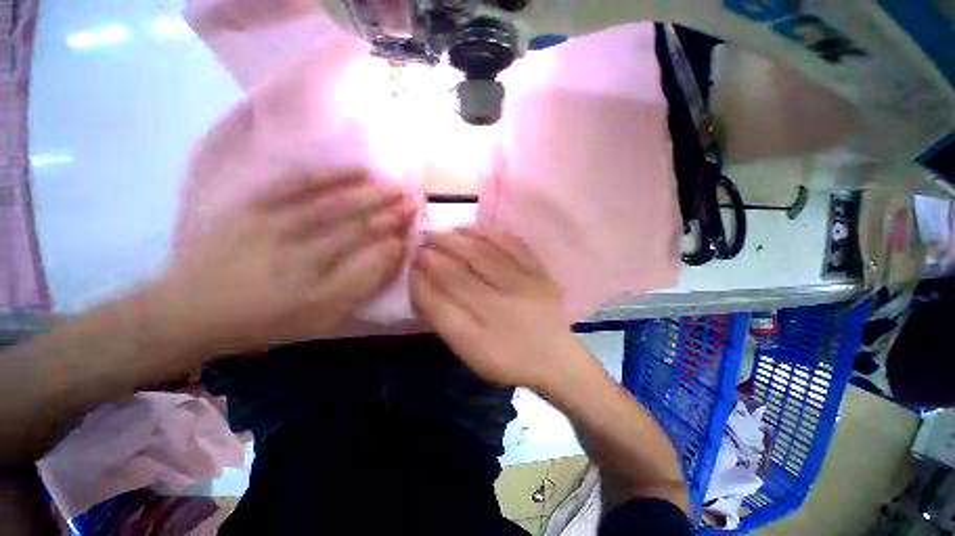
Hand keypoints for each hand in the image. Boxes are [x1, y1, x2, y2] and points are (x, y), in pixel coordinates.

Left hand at [154, 171, 414, 352]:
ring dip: (373, 195)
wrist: (191, 308)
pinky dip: (333, 175)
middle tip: (414, 202)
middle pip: (358, 228)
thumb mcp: (322, 317)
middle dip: (391, 214)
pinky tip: (360, 171)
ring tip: (397, 188)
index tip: (413, 228)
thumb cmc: (266, 319)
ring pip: (337, 205)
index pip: (371, 258)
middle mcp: (299, 257)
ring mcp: (274, 226)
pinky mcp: (253, 205)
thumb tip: (391, 252)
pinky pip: (299, 184)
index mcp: (318, 291)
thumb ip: (360, 285)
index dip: (396, 239)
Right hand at [410, 228, 590, 387]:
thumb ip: (443, 317)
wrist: (555, 359)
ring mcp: (526, 280)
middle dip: (440, 247)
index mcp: (484, 323)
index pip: (447, 287)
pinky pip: (514, 244)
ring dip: (460, 237)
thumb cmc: (508, 358)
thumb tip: (422, 282)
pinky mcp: (540, 271)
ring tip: (443, 232)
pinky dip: (491, 233)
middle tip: (423, 237)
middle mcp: (505, 297)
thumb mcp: (469, 349)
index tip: (413, 256)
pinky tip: (474, 228)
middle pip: (465, 264)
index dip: (426, 269)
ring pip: (487, 250)